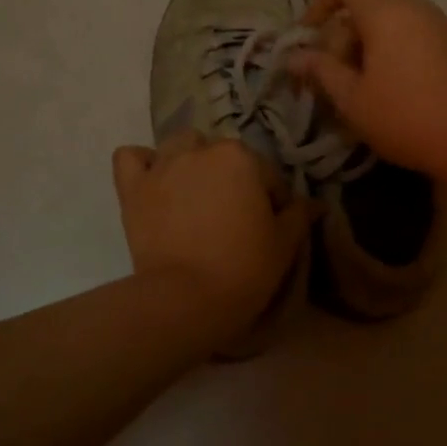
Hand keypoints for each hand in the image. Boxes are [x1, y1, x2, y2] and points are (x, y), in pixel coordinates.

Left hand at [111, 132, 313, 333]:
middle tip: (232, 215)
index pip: (266, 174)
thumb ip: (299, 215)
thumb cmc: (244, 268)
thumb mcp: (284, 244)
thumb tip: (315, 203)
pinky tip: (153, 182)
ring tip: (194, 194)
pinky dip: (142, 164)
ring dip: (190, 162)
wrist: (186, 299)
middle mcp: (200, 150)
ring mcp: (163, 166)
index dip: (272, 201)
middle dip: (231, 178)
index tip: (270, 227)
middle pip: (222, 155)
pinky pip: (131, 157)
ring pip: (180, 147)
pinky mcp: (133, 187)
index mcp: (241, 157)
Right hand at [288, 0, 446, 181]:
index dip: (320, 4)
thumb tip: (295, 57)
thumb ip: (321, 72)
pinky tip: (401, 93)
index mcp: (388, 11)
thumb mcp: (352, 99)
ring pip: (396, 23)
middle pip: (370, 5)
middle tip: (334, 76)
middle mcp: (419, 9)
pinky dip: (399, 53)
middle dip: (344, 36)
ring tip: (364, 88)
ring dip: (372, 47)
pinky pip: (420, 38)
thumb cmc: (406, 117)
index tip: (308, 37)